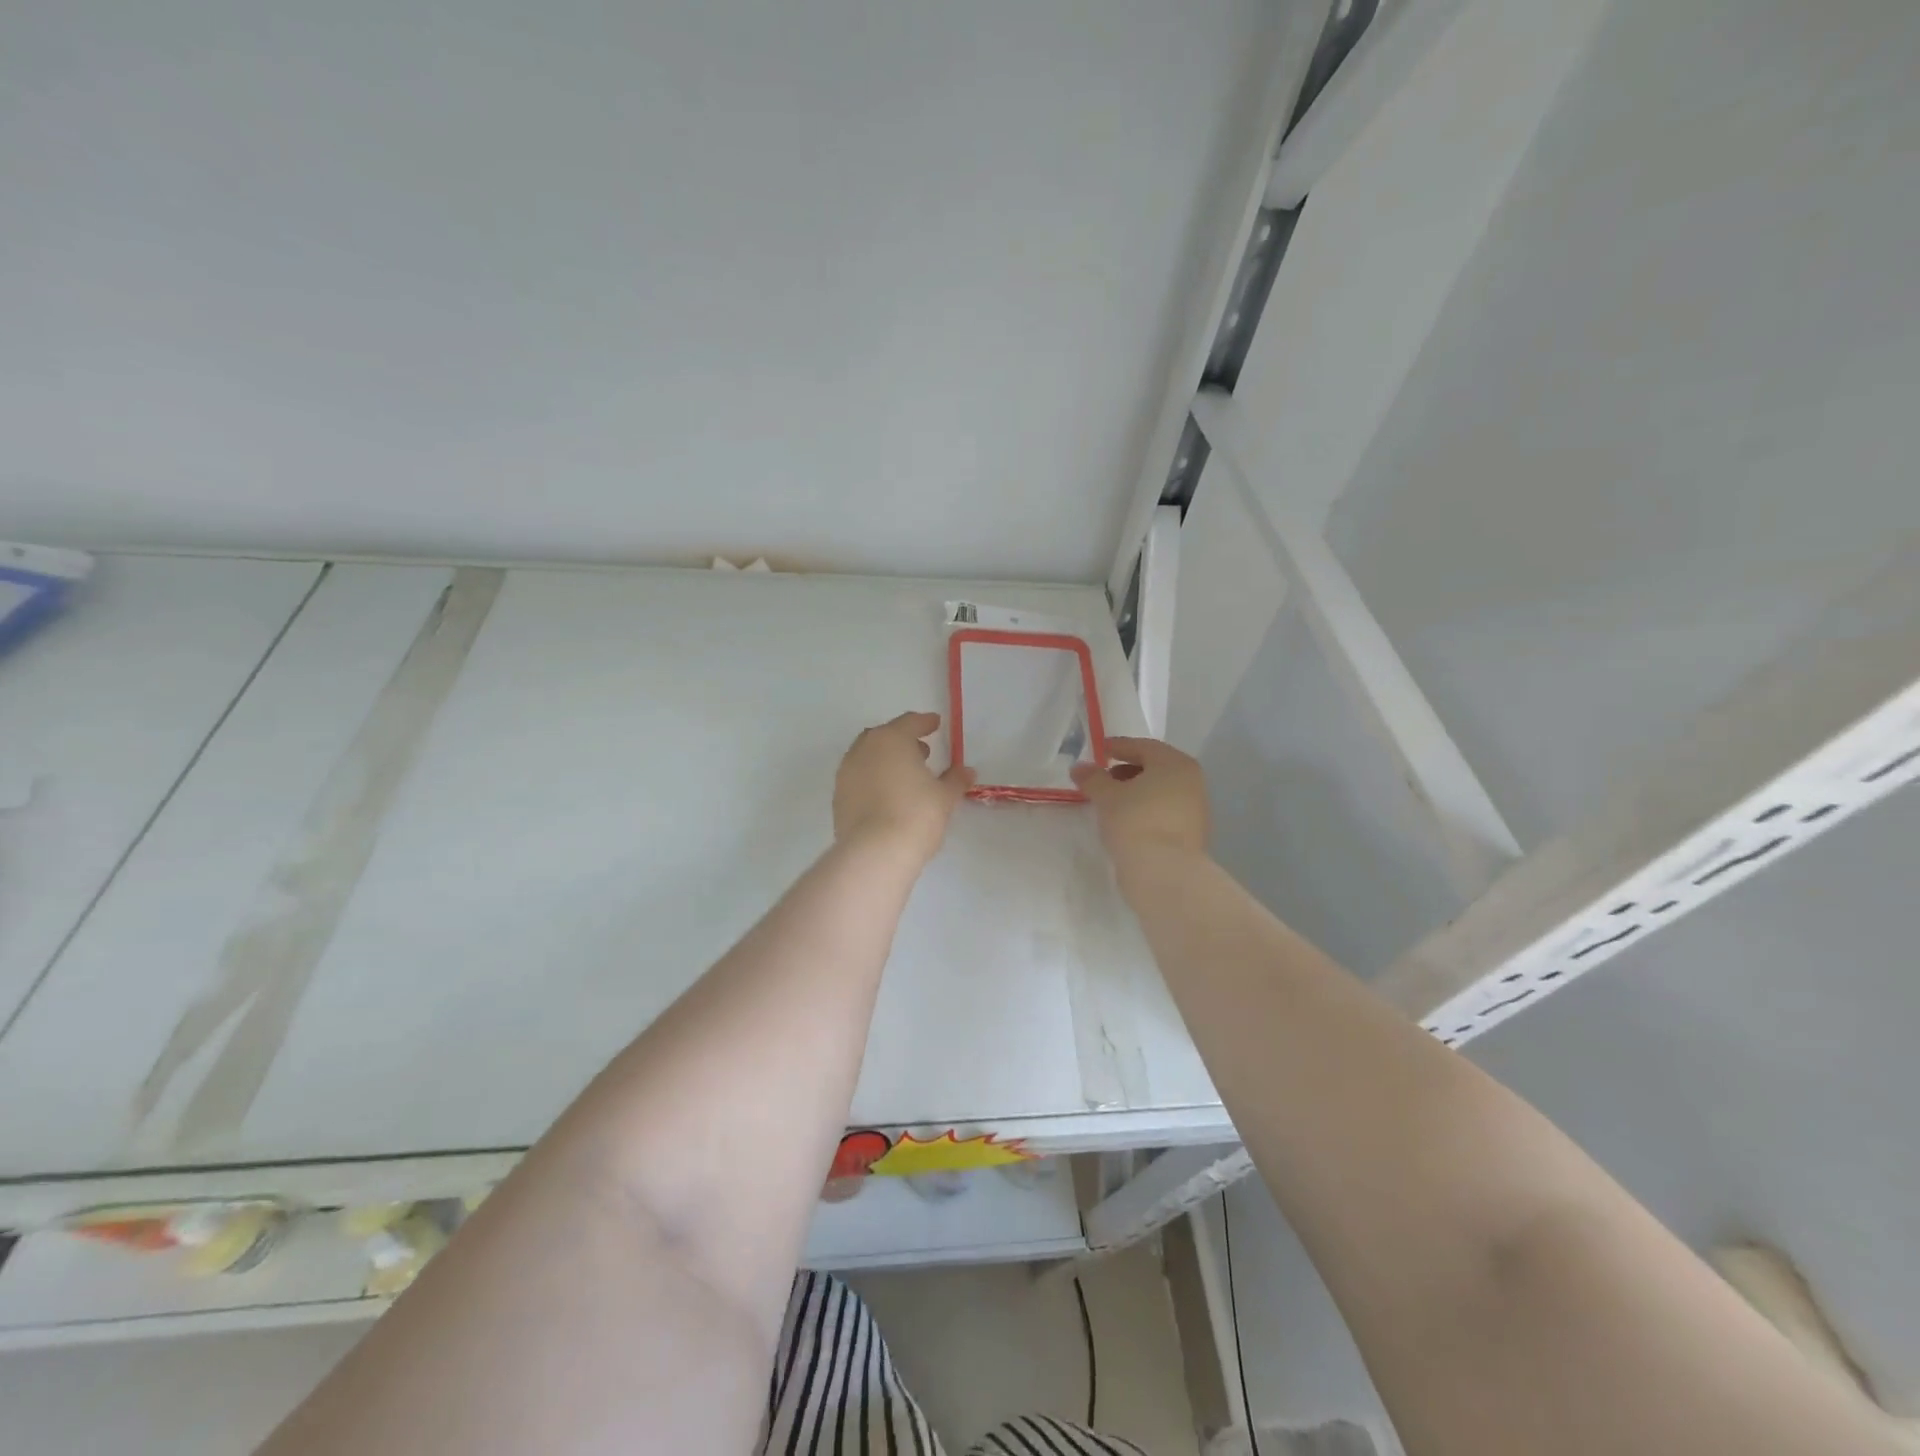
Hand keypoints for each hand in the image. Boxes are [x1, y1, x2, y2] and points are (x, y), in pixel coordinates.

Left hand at [834, 712, 974, 864]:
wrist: (875, 853)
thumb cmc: (916, 815)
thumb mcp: (944, 797)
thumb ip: (955, 779)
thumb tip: (966, 771)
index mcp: (891, 739)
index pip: (909, 722)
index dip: (925, 723)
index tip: (935, 724)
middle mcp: (864, 749)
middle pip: (884, 737)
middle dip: (903, 741)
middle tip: (922, 752)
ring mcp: (846, 773)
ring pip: (868, 757)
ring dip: (886, 760)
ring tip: (905, 776)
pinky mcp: (838, 797)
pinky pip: (859, 778)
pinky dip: (874, 779)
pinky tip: (887, 796)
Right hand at [1070, 737, 1209, 861]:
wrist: (1164, 872)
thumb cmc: (1135, 821)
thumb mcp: (1106, 796)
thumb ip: (1092, 778)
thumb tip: (1080, 767)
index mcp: (1175, 764)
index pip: (1143, 746)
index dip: (1117, 747)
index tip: (1098, 751)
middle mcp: (1192, 781)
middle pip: (1155, 768)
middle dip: (1127, 770)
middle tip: (1102, 777)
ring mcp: (1195, 809)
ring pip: (1160, 791)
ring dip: (1136, 792)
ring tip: (1110, 802)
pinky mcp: (1192, 834)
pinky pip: (1164, 811)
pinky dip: (1146, 810)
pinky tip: (1126, 821)